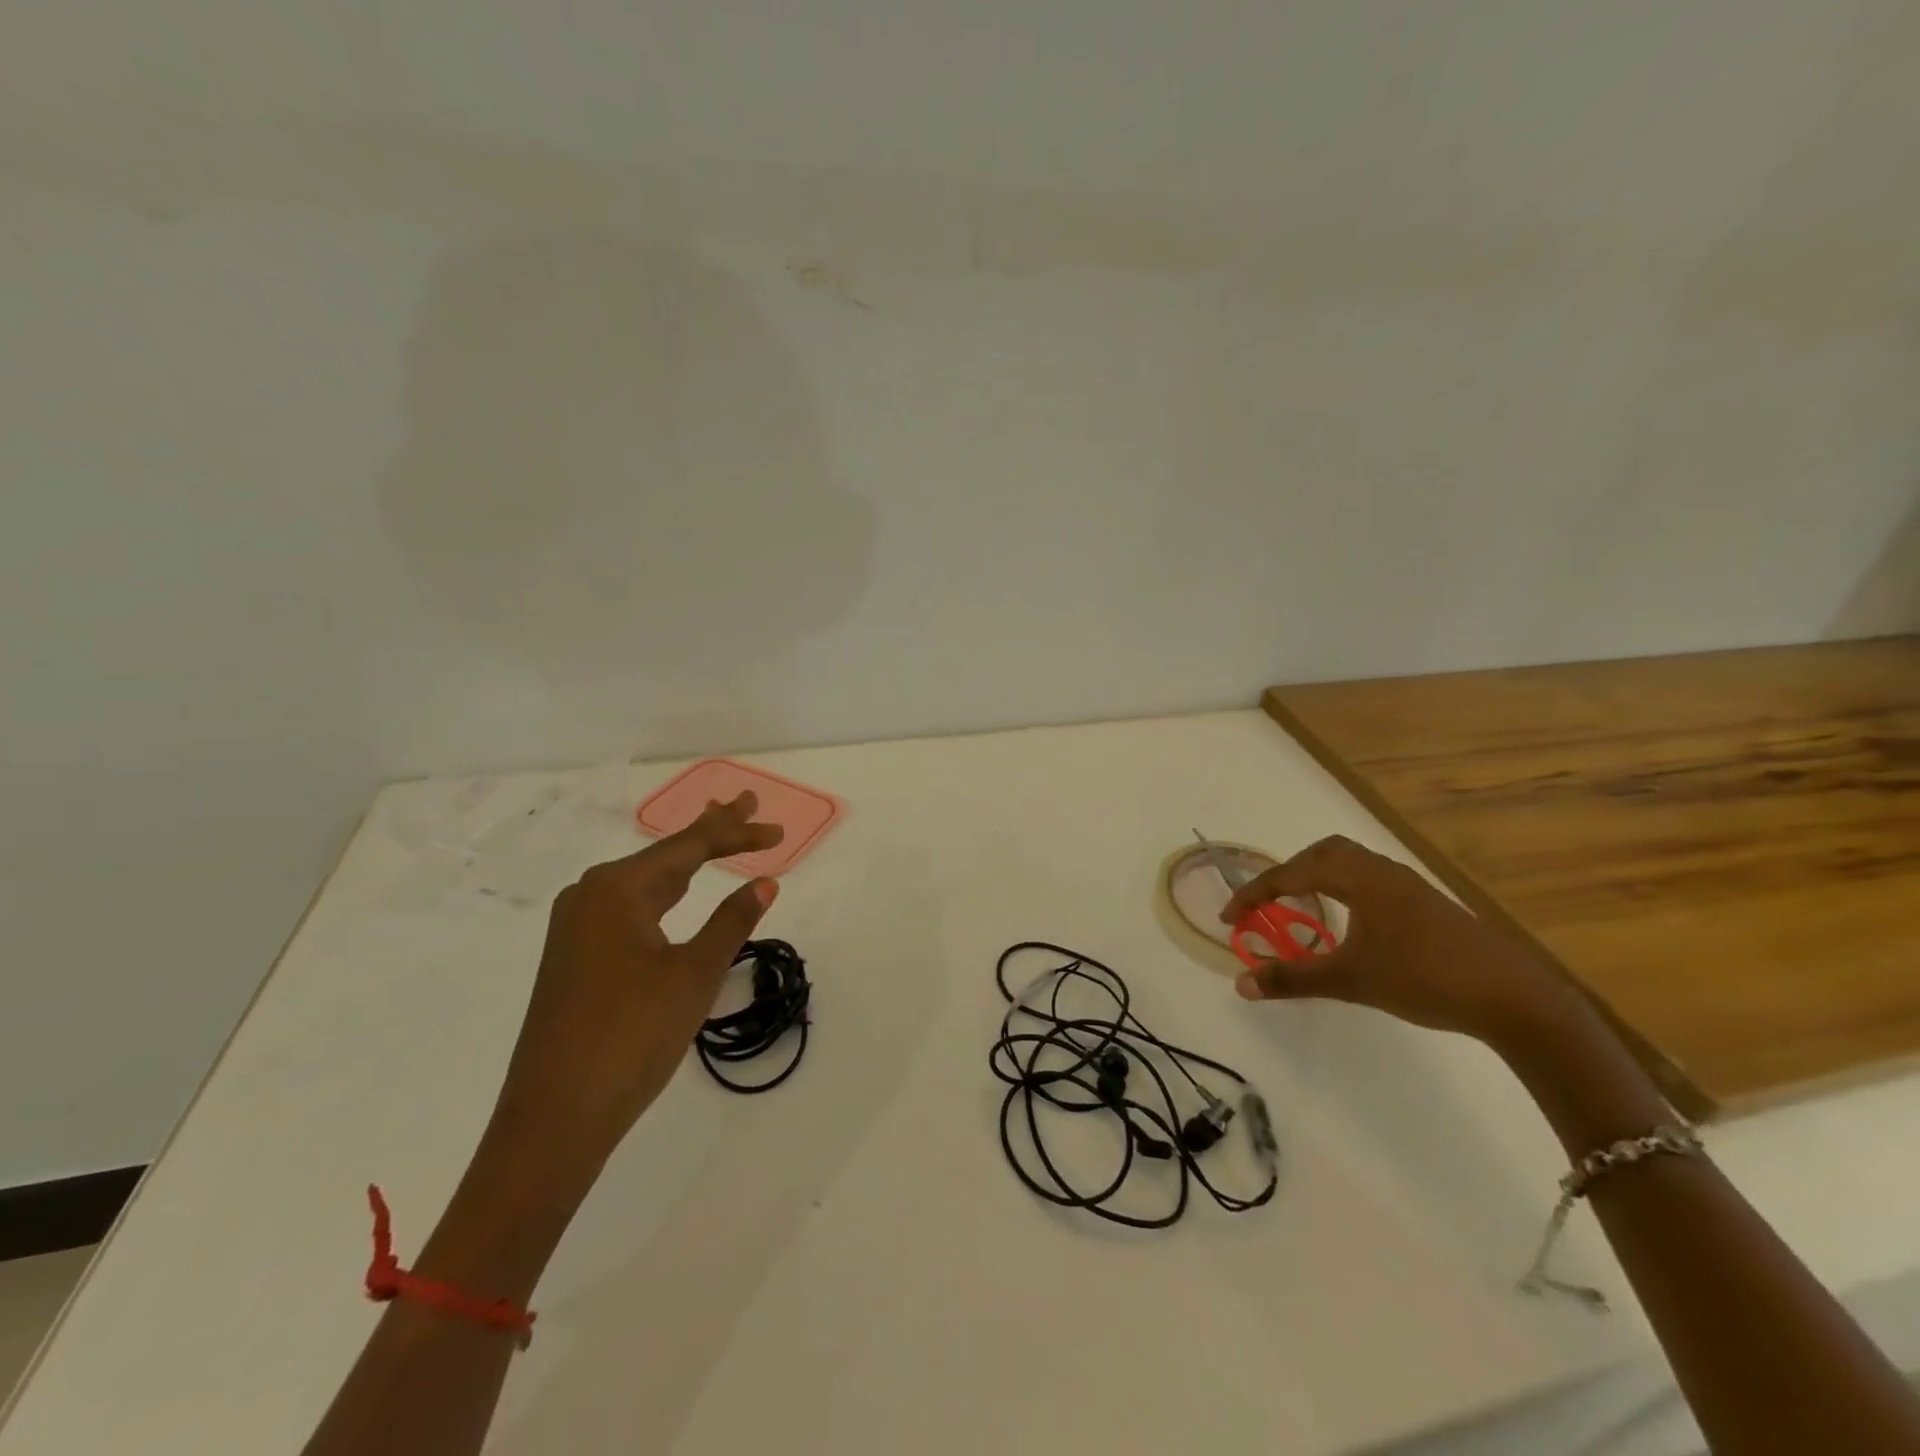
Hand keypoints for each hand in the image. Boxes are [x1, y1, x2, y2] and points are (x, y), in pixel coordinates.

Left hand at [488, 792, 784, 1173]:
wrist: (554, 1118)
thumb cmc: (631, 1036)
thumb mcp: (693, 975)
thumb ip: (731, 922)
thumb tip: (765, 882)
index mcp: (616, 889)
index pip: (689, 847)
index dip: (737, 835)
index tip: (777, 831)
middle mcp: (590, 896)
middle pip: (665, 854)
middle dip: (711, 831)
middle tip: (747, 802)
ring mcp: (578, 928)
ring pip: (647, 880)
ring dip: (688, 860)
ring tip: (719, 836)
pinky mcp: (576, 957)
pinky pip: (631, 907)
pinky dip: (665, 892)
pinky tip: (676, 891)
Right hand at [1221, 834, 1584, 1052]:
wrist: (1513, 997)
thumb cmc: (1425, 978)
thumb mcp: (1351, 981)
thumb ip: (1293, 979)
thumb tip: (1240, 984)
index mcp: (1359, 878)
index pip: (1292, 875)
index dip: (1255, 894)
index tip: (1230, 918)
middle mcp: (1382, 871)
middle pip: (1324, 852)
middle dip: (1289, 872)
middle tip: (1269, 902)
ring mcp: (1409, 886)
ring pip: (1352, 864)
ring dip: (1319, 878)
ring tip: (1303, 908)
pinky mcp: (1428, 905)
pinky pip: (1371, 880)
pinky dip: (1345, 890)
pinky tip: (1351, 924)